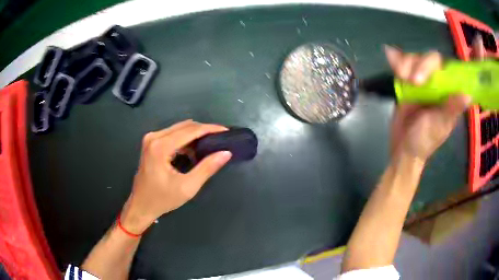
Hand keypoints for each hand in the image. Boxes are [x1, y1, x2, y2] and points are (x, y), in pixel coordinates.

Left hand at [120, 120, 231, 233]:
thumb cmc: (163, 199)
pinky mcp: (151, 143)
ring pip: (179, 129)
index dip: (210, 129)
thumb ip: (207, 168)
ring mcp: (151, 139)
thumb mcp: (187, 187)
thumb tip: (225, 153)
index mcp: (160, 146)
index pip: (190, 131)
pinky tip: (194, 150)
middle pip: (185, 126)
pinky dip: (185, 139)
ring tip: (210, 144)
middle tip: (220, 138)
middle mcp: (154, 137)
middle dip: (204, 130)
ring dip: (195, 135)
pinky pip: (172, 135)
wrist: (141, 205)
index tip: (226, 131)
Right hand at [385, 46, 470, 161]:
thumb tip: (468, 95)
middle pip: (430, 59)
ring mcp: (422, 81)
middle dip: (419, 65)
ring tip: (400, 76)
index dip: (436, 65)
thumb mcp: (439, 126)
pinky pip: (403, 64)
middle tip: (412, 81)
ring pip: (415, 58)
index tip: (424, 76)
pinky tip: (389, 54)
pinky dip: (396, 59)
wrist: (403, 148)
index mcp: (448, 93)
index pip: (447, 68)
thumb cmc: (424, 141)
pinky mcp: (408, 82)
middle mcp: (437, 83)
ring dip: (405, 63)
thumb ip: (452, 110)